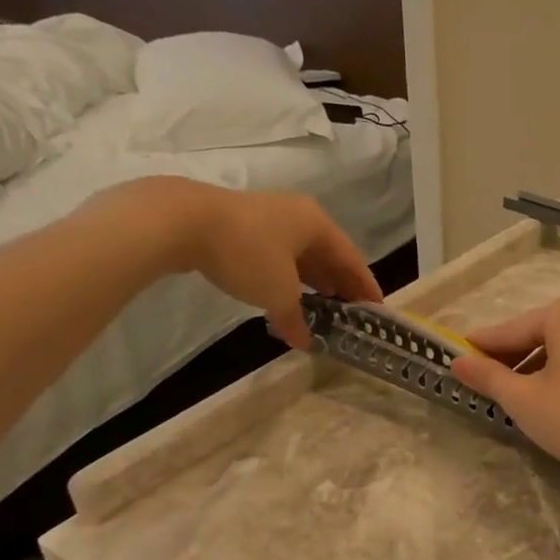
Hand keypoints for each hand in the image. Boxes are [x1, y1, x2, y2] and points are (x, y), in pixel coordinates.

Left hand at [112, 177, 381, 347]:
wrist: (182, 221)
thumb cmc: (246, 253)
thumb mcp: (278, 293)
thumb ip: (296, 319)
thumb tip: (306, 342)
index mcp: (318, 225)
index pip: (353, 260)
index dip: (366, 288)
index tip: (377, 311)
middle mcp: (300, 216)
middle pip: (330, 256)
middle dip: (341, 286)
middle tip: (351, 314)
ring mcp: (270, 219)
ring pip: (303, 256)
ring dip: (314, 283)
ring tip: (324, 309)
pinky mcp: (244, 226)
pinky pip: (280, 256)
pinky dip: (290, 278)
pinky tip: (287, 296)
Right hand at [451, 293, 559, 486]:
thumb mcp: (523, 399)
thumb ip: (487, 376)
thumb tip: (457, 362)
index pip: (509, 330)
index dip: (479, 348)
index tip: (453, 359)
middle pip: (534, 335)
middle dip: (506, 359)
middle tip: (477, 382)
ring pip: (555, 348)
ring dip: (529, 368)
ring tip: (506, 395)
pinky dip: (554, 373)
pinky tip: (541, 397)